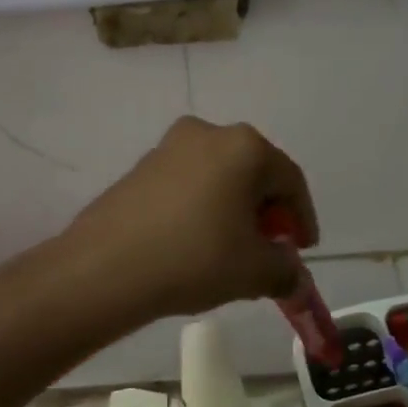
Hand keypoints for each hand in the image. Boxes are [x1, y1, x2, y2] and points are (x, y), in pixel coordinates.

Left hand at [59, 117, 316, 322]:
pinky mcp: (139, 169)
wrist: (105, 268)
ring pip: (218, 178)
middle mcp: (206, 133)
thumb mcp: (254, 271)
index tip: (303, 249)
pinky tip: (195, 243)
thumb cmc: (194, 259)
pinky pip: (186, 186)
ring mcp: (167, 148)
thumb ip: (285, 270)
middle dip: (266, 213)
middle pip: (253, 173)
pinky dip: (201, 209)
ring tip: (232, 250)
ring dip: (232, 210)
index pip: (290, 180)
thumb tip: (290, 273)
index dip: (303, 218)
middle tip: (269, 249)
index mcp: (244, 147)